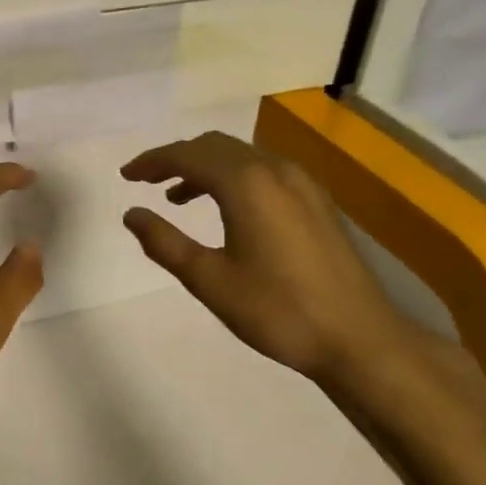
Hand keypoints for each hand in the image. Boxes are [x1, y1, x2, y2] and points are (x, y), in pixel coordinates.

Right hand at [119, 131, 421, 389]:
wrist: (359, 337)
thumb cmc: (278, 310)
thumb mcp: (210, 280)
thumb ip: (165, 243)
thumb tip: (131, 214)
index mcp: (246, 183)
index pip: (188, 155)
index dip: (152, 161)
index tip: (126, 175)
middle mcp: (275, 170)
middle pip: (215, 146)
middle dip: (177, 158)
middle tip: (147, 181)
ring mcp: (302, 183)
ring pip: (242, 156)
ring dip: (206, 167)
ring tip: (178, 197)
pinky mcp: (317, 201)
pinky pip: (264, 170)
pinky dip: (234, 176)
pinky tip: (227, 208)